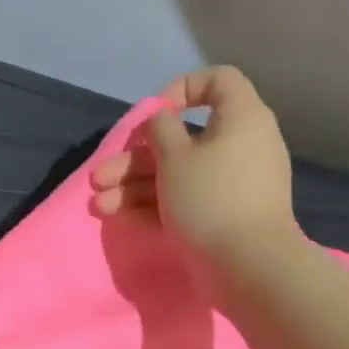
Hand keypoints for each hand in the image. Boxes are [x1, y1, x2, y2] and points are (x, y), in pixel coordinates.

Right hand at [91, 67, 297, 276]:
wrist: (248, 266)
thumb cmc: (210, 199)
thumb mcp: (175, 157)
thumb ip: (160, 131)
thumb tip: (162, 120)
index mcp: (241, 119)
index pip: (218, 81)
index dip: (182, 88)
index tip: (155, 114)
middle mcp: (239, 147)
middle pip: (181, 140)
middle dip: (134, 158)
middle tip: (100, 177)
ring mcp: (230, 185)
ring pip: (177, 174)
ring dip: (134, 186)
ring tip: (100, 205)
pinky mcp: (221, 216)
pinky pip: (185, 200)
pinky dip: (153, 205)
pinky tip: (119, 216)